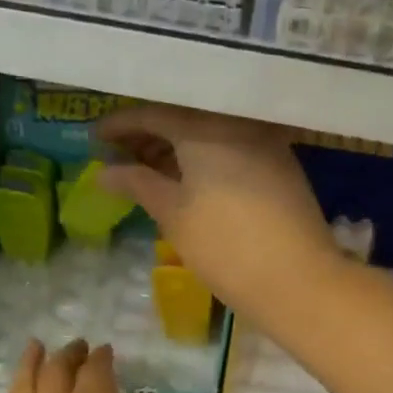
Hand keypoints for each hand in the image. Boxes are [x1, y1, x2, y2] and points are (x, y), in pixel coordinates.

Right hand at [96, 104, 342, 324]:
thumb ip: (137, 184)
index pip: (153, 114)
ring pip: (209, 132)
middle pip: (183, 117)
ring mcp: (264, 141)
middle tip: (118, 155)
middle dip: (148, 135)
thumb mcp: (172, 214)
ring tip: (147, 169)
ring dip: (176, 147)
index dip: (120, 126)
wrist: (297, 279)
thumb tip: (103, 172)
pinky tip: (188, 177)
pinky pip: (231, 146)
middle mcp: (236, 122)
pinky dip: (204, 156)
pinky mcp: (280, 163)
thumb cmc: (224, 246)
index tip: (94, 139)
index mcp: (205, 127)